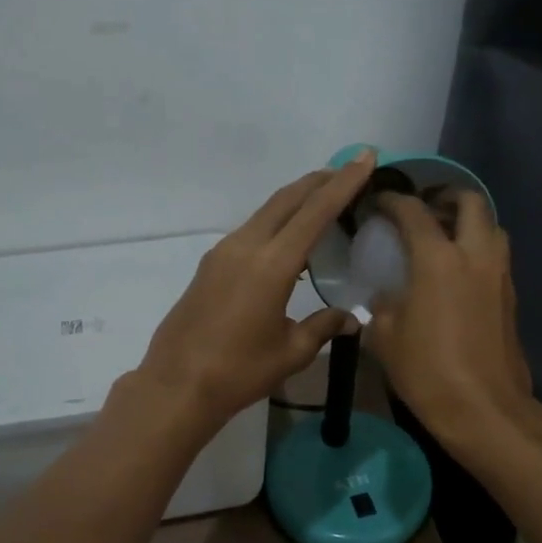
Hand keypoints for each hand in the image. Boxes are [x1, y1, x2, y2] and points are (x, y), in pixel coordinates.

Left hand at [134, 152, 375, 430]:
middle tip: (348, 171)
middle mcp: (245, 246)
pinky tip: (289, 241)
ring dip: (296, 200)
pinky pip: (251, 231)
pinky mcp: (210, 265)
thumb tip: (351, 320)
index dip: (343, 183)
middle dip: (320, 181)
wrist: (177, 385)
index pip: (315, 211)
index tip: (364, 157)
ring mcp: (223, 253)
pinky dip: (276, 222)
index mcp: (271, 264)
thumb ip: (323, 326)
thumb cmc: (238, 372)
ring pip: (266, 212)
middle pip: (287, 199)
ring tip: (323, 201)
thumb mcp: (291, 352)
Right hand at [367, 189, 538, 446]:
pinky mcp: (511, 295)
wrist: (484, 409)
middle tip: (422, 210)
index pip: (413, 211)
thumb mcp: (385, 338)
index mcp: (438, 259)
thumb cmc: (427, 371)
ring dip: (468, 221)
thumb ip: (382, 305)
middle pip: (469, 202)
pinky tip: (457, 272)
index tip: (378, 202)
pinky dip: (477, 248)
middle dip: (444, 197)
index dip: (392, 200)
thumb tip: (386, 295)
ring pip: (491, 226)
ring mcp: (499, 274)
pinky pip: (496, 255)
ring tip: (442, 237)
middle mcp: (475, 255)